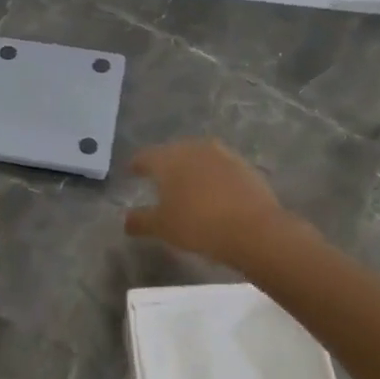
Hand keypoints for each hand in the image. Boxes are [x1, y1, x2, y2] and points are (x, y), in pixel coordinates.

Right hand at [124, 140, 292, 270]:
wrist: (253, 229)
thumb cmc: (197, 225)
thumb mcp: (162, 227)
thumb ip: (140, 221)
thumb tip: (126, 219)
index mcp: (168, 159)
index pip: (146, 156)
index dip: (137, 165)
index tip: (133, 171)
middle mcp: (193, 149)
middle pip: (173, 151)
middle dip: (165, 163)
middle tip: (160, 178)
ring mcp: (222, 154)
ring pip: (199, 156)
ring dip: (191, 166)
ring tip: (188, 183)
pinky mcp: (244, 165)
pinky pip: (221, 166)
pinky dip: (213, 175)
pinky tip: (214, 190)